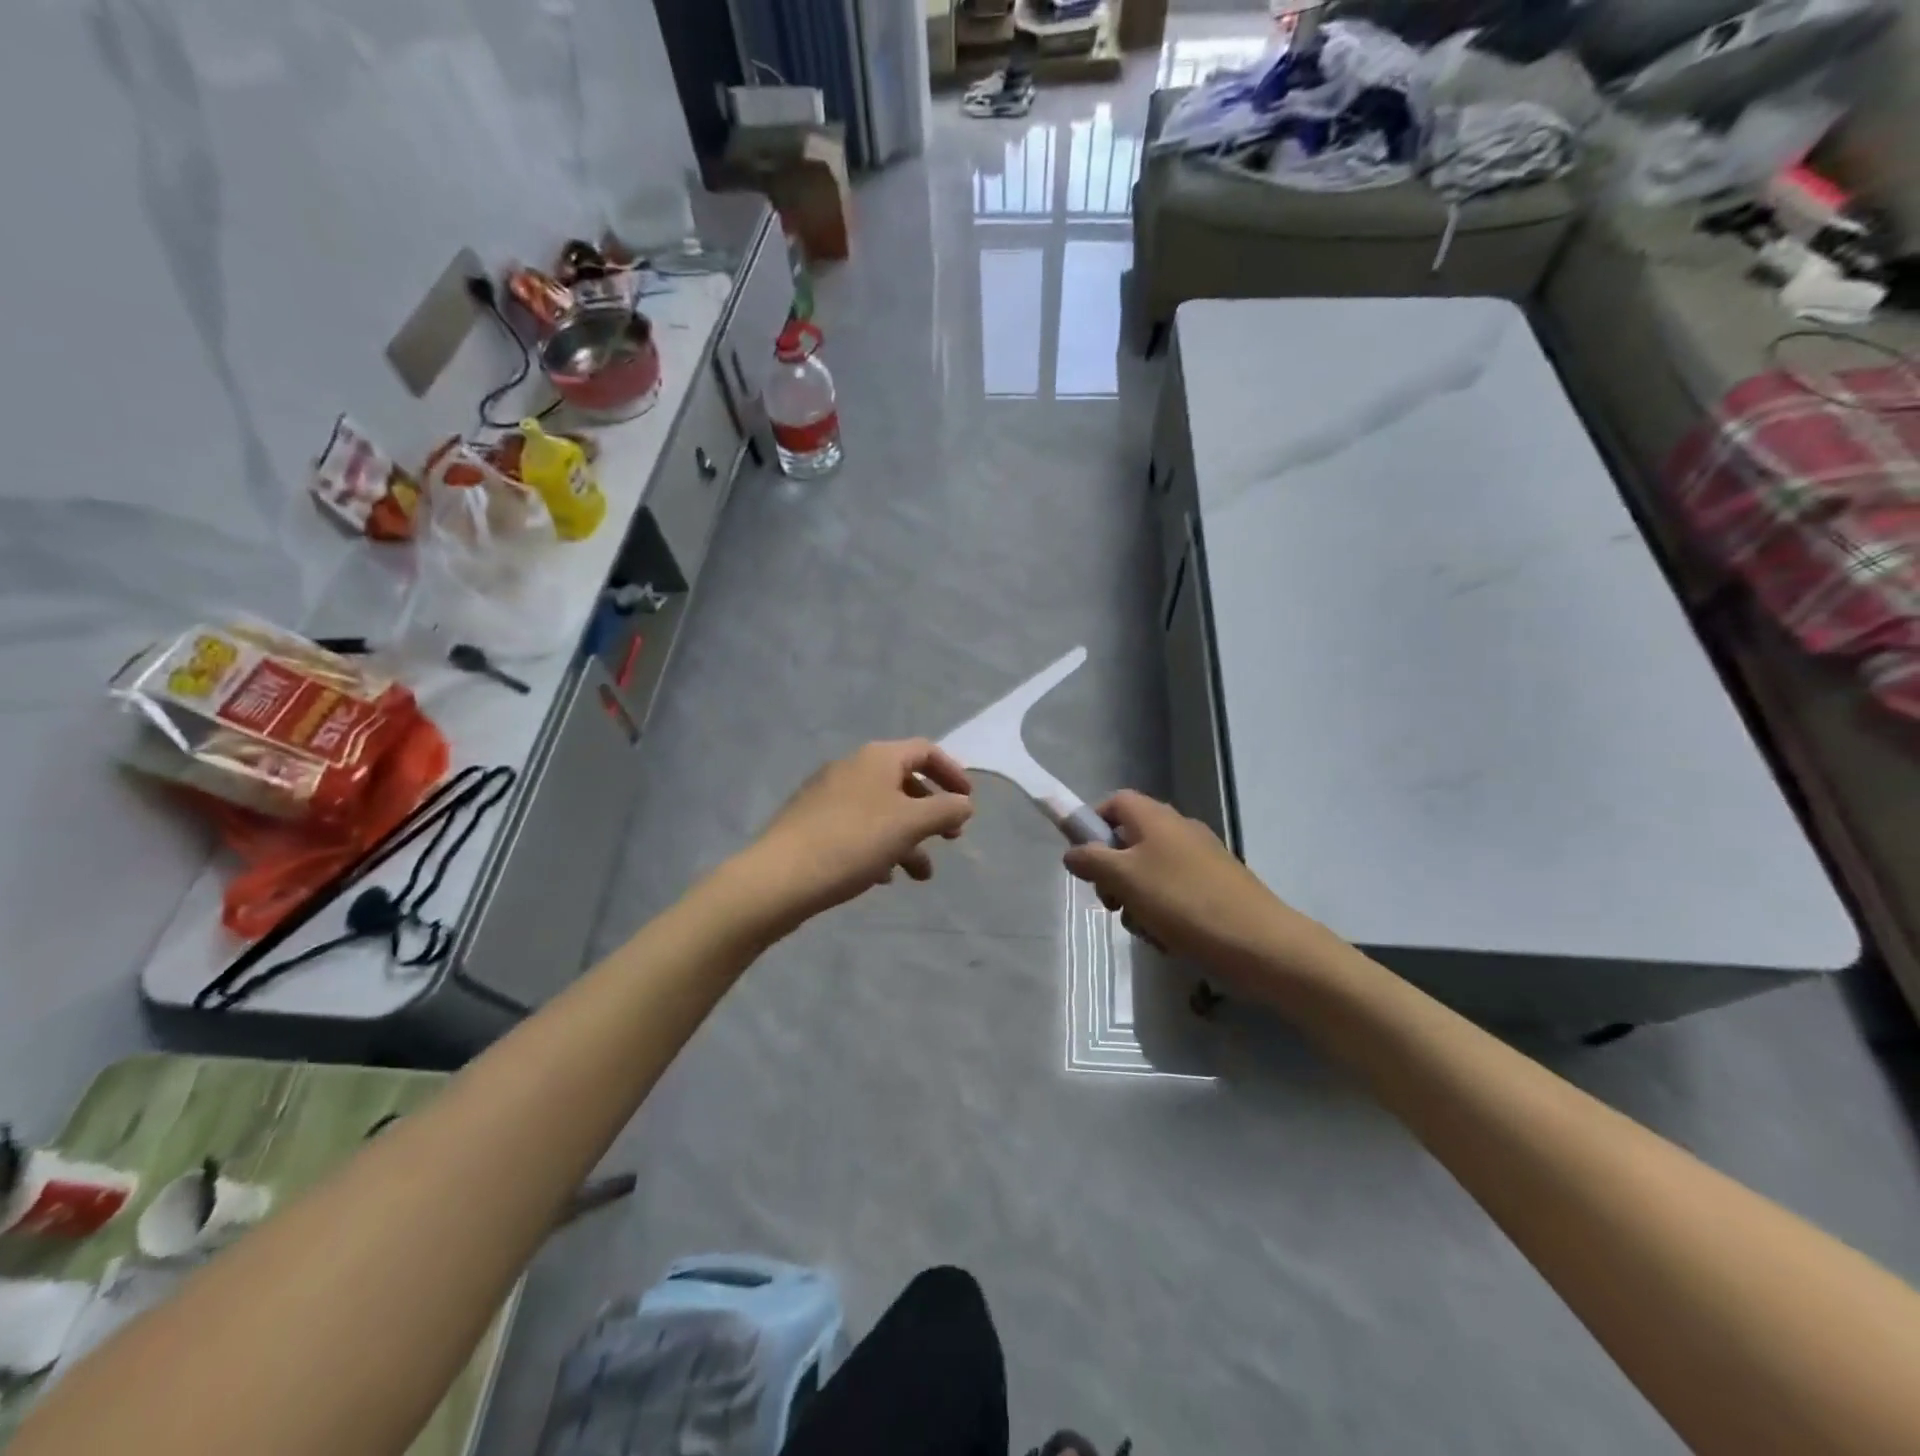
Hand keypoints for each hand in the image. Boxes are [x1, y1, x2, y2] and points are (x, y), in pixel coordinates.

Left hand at [746, 739, 973, 924]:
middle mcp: (851, 767)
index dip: (952, 773)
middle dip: (931, 812)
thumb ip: (945, 810)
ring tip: (919, 876)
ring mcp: (827, 794)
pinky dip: (878, 846)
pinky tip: (881, 877)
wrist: (779, 877)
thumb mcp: (910, 825)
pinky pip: (856, 827)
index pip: (925, 751)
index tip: (968, 803)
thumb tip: (964, 804)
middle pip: (904, 781)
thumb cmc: (853, 842)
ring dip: (908, 838)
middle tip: (950, 839)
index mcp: (877, 758)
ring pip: (881, 810)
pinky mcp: (811, 822)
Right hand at [1062, 791, 1328, 977]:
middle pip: (1130, 841)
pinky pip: (1175, 893)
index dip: (1093, 825)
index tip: (1085, 860)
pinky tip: (1170, 939)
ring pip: (1150, 873)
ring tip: (1146, 929)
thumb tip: (1072, 851)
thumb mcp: (1125, 879)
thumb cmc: (1183, 902)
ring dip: (1137, 900)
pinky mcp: (1215, 887)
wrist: (1259, 943)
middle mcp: (1178, 830)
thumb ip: (1092, 861)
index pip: (1114, 803)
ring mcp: (1200, 859)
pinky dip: (1164, 913)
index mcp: (1155, 818)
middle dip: (1113, 874)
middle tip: (1111, 904)